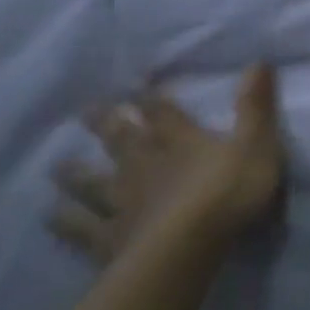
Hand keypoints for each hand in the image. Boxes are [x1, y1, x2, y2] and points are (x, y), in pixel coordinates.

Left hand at [53, 65, 286, 261]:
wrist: (187, 248)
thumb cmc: (229, 192)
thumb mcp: (258, 143)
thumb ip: (256, 105)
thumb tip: (258, 61)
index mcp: (182, 141)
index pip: (164, 112)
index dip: (150, 97)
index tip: (134, 82)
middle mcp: (145, 165)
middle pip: (122, 140)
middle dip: (107, 123)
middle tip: (87, 109)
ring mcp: (122, 203)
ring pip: (93, 183)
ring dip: (76, 173)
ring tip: (58, 166)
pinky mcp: (109, 239)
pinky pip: (82, 228)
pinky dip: (65, 221)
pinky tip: (51, 216)